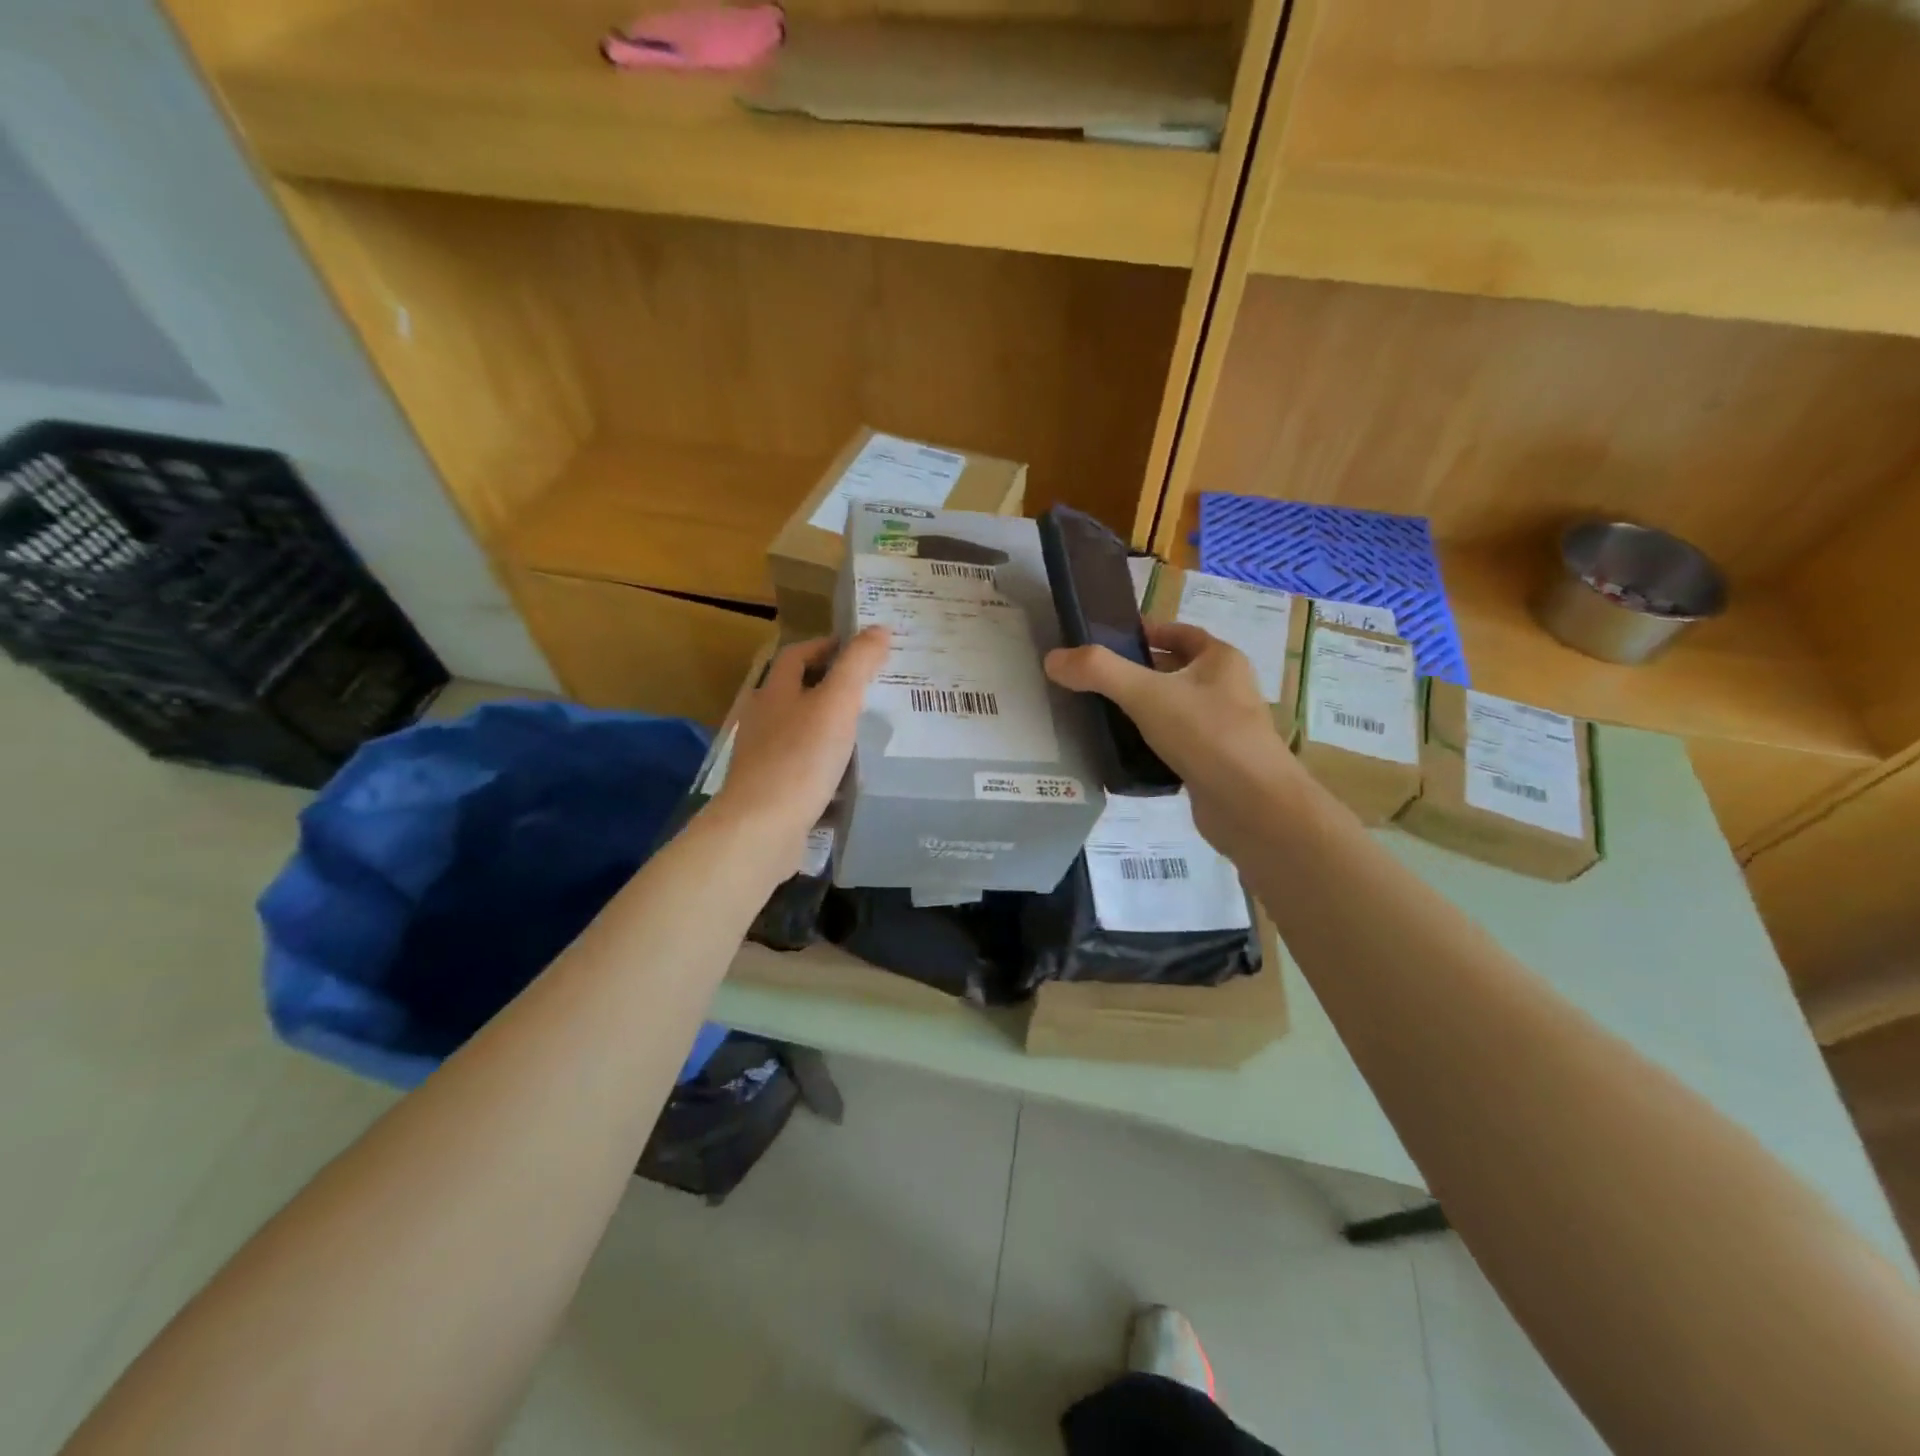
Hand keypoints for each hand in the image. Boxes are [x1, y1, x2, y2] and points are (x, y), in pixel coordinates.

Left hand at [708, 628, 889, 865]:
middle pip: (797, 693)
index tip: (860, 649)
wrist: (761, 829)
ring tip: (867, 733)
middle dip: (831, 688)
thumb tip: (879, 629)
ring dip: (829, 728)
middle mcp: (764, 721)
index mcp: (775, 693)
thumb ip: (858, 666)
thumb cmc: (800, 759)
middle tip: (872, 691)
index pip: (796, 655)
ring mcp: (764, 758)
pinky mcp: (771, 790)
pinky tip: (849, 778)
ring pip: (801, 732)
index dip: (826, 646)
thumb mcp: (836, 704)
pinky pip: (803, 768)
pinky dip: (825, 766)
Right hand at [1045, 621, 1297, 850]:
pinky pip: (1174, 746)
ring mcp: (1222, 730)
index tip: (1107, 641)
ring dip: (1142, 712)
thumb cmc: (1207, 735)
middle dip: (1137, 674)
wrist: (1253, 807)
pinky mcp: (1213, 766)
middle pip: (1174, 672)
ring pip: (1173, 711)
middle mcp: (1227, 690)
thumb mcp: (1146, 694)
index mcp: (1221, 660)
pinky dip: (1150, 746)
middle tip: (1093, 681)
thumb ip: (1099, 672)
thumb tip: (1053, 659)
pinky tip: (1122, 755)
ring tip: (1099, 716)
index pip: (1179, 633)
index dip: (1145, 632)